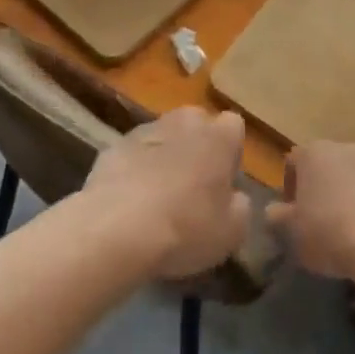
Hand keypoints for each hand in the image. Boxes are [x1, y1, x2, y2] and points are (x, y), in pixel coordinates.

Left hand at [84, 108, 250, 280]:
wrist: (117, 229)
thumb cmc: (186, 227)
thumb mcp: (232, 232)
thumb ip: (240, 206)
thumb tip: (234, 196)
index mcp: (219, 136)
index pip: (234, 127)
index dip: (230, 154)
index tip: (224, 182)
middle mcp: (184, 121)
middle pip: (197, 126)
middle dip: (197, 148)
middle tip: (193, 188)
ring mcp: (146, 129)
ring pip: (164, 137)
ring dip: (165, 157)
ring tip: (157, 197)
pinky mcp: (114, 145)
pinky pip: (134, 154)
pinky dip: (136, 169)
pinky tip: (130, 202)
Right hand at [266, 142, 354, 280]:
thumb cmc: (328, 231)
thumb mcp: (290, 230)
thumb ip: (277, 217)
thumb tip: (274, 212)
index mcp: (313, 152)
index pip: (292, 162)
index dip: (288, 189)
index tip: (290, 216)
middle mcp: (344, 150)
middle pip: (324, 168)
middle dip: (318, 190)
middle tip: (314, 222)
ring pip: (351, 181)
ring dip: (344, 200)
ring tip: (341, 234)